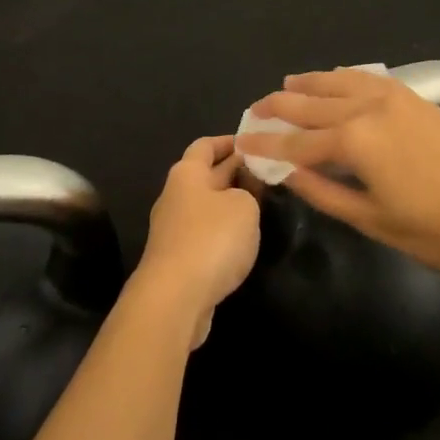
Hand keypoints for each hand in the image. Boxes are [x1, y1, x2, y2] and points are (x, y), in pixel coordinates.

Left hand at [134, 135, 260, 347]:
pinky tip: (243, 238)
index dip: (229, 141)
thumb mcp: (244, 206)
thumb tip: (240, 193)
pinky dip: (223, 230)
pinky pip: (204, 233)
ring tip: (261, 204)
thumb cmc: (211, 239)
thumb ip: (248, 191)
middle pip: (206, 175)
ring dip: (230, 202)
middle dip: (234, 171)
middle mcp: (175, 196)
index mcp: (187, 173)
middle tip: (265, 171)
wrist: (175, 298)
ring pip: (206, 206)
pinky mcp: (178, 259)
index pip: (206, 145)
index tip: (253, 142)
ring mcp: (173, 229)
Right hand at [237, 69, 439, 274]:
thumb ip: (325, 193)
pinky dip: (344, 78)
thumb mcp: (373, 221)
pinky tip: (337, 79)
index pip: (296, 142)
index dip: (266, 144)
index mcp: (353, 142)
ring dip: (309, 84)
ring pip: (339, 83)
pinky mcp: (416, 98)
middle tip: (255, 111)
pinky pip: (368, 79)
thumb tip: (287, 174)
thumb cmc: (438, 229)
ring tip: (287, 84)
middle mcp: (367, 109)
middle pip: (312, 104)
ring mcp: (394, 98)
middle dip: (279, 107)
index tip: (241, 142)